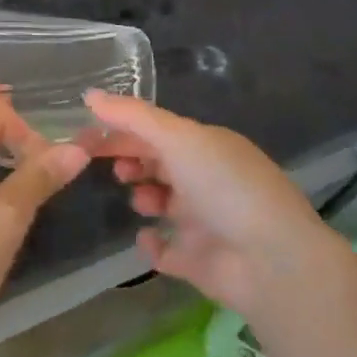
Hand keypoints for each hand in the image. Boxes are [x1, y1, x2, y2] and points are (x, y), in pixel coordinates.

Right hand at [82, 90, 347, 325]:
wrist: (271, 261)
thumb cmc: (224, 186)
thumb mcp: (177, 138)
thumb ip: (132, 116)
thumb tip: (88, 94)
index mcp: (206, 146)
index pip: (155, 131)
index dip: (120, 130)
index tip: (85, 135)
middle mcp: (206, 179)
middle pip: (158, 164)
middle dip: (130, 160)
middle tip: (106, 166)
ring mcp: (205, 221)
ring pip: (163, 203)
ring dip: (144, 197)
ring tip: (142, 201)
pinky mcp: (200, 262)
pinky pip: (167, 250)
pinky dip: (153, 244)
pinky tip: (148, 239)